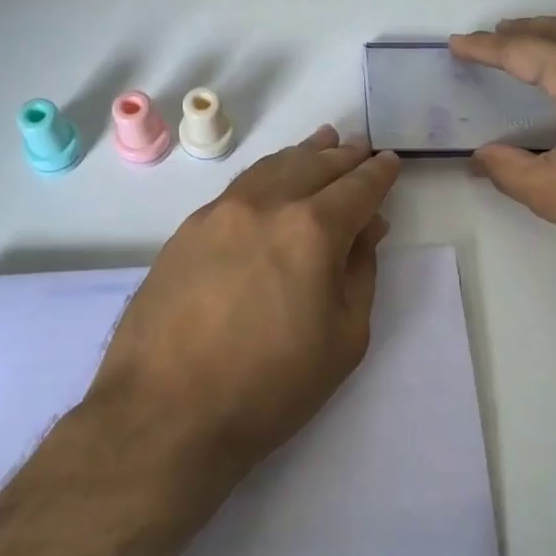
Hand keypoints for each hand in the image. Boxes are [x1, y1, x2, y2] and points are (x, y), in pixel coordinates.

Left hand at [88, 126, 401, 486]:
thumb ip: (360, 272)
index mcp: (312, 230)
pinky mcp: (188, 228)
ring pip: (273, 167)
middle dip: (344, 156)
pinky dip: (267, 173)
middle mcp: (266, 205)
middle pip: (314, 166)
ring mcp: (220, 212)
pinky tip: (273, 177)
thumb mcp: (344, 339)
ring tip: (323, 143)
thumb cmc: (269, 387)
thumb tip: (366, 228)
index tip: (389, 163)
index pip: (357, 188)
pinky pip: (240, 186)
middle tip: (361, 147)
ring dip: (304, 154)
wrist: (165, 412)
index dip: (378, 174)